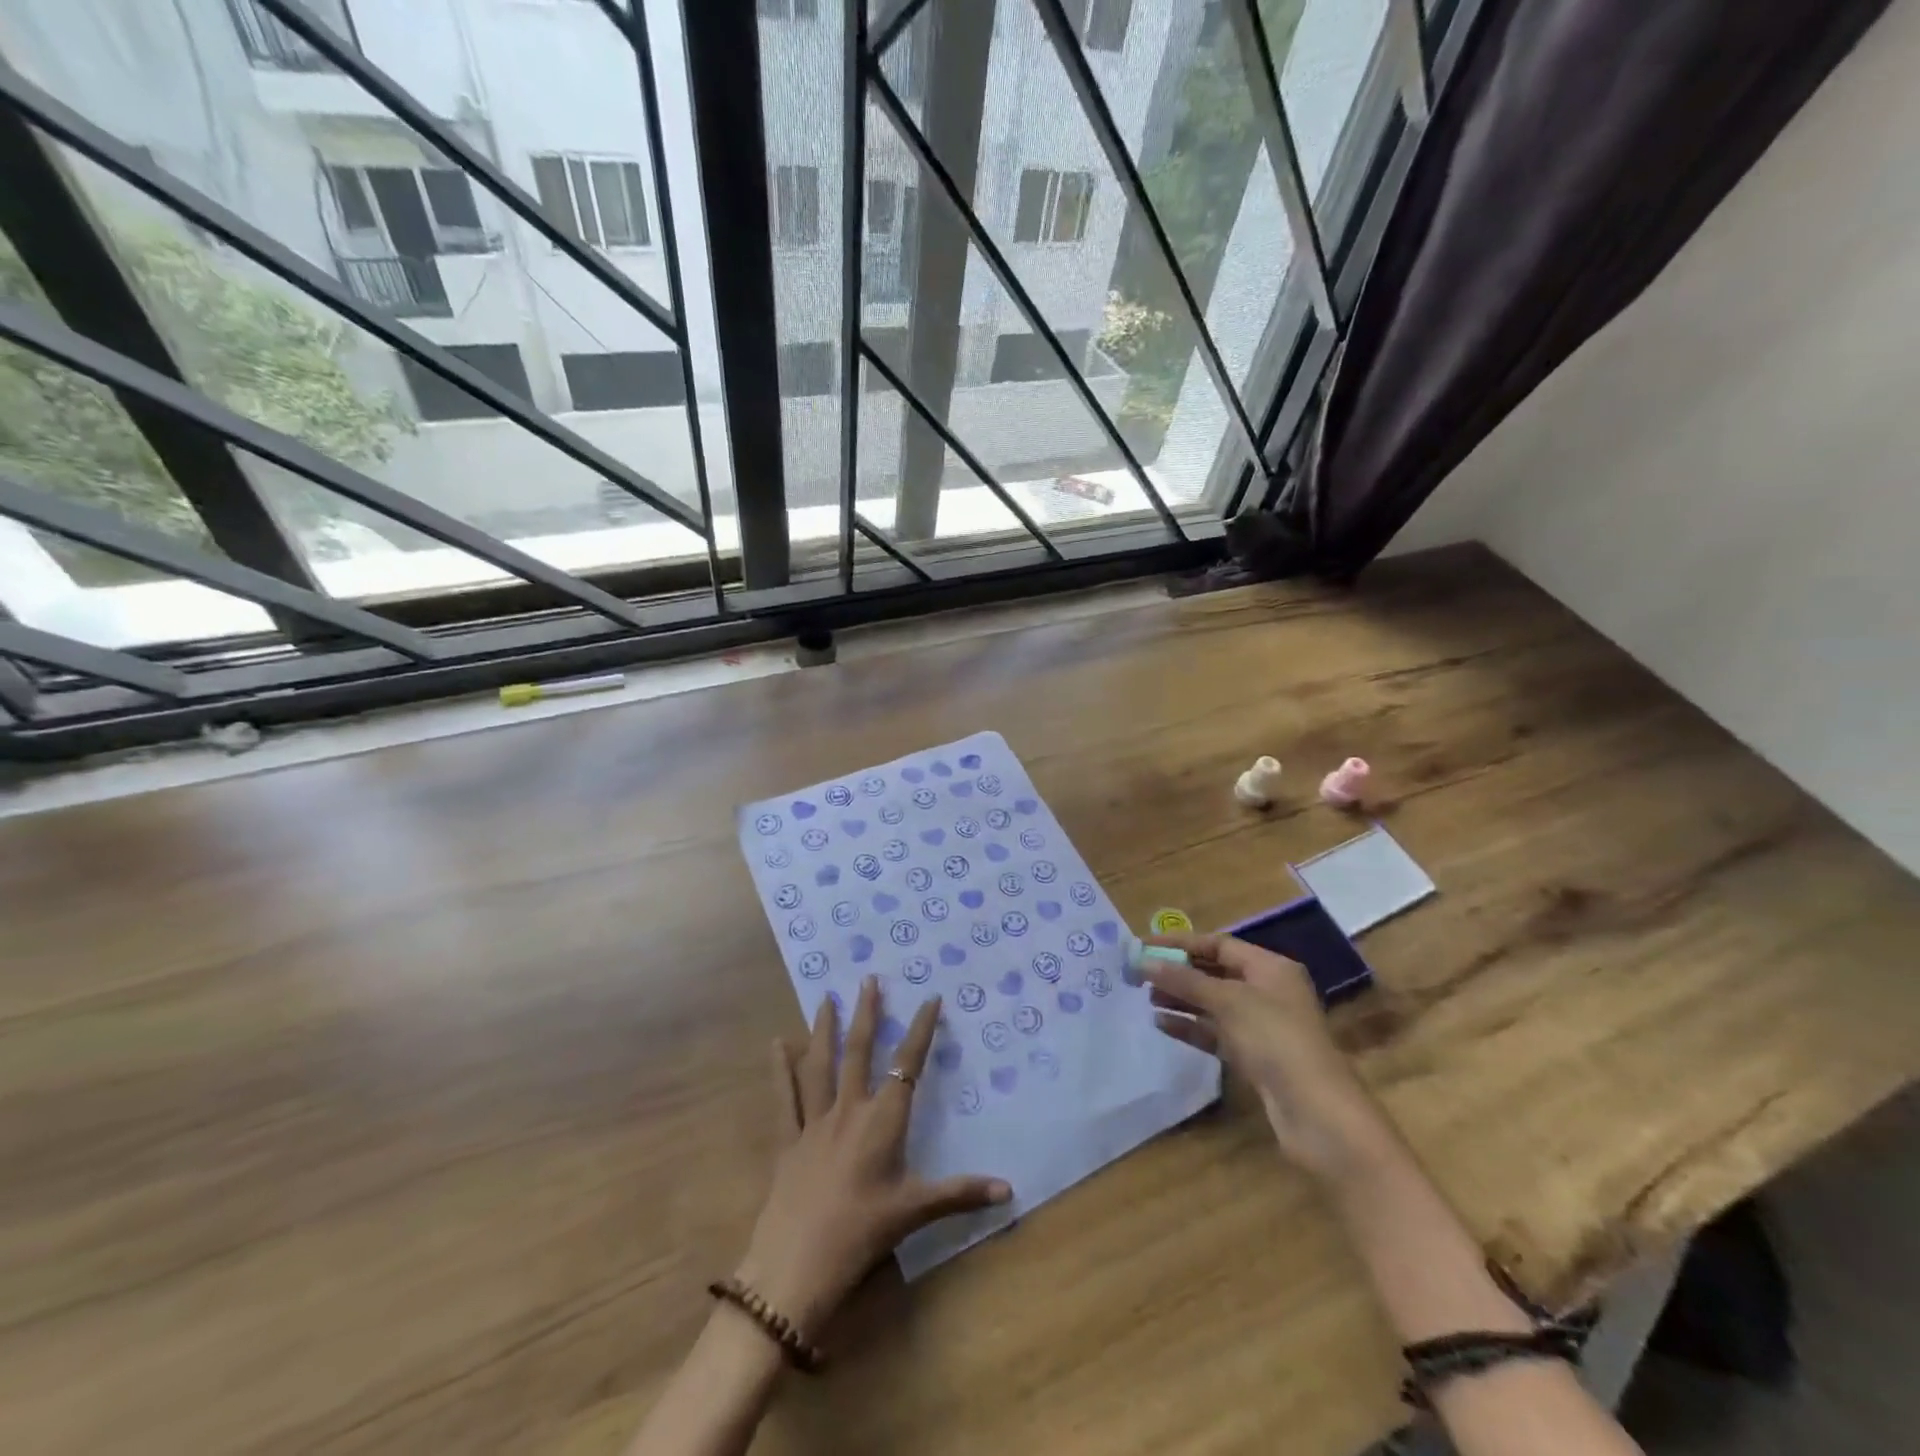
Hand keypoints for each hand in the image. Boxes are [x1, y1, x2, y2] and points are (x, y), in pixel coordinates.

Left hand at [735, 977, 1010, 1333]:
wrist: (794, 1269)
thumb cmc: (860, 1236)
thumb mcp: (914, 1213)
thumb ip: (960, 1194)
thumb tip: (1009, 1189)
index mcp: (882, 1122)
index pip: (908, 1065)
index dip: (921, 1030)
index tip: (930, 998)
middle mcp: (848, 1110)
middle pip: (859, 1052)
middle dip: (866, 1014)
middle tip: (869, 979)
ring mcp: (814, 1123)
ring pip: (820, 1065)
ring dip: (824, 1029)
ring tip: (826, 997)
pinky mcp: (787, 1141)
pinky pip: (785, 1098)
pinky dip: (780, 1069)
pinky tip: (777, 1043)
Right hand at [1140, 932, 1397, 1183]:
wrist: (1317, 1114)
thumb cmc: (1275, 1040)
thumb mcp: (1228, 1001)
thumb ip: (1184, 980)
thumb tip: (1144, 961)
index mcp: (1270, 968)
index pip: (1219, 943)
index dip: (1180, 943)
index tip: (1142, 946)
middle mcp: (1267, 991)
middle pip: (1215, 972)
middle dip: (1178, 971)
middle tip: (1139, 974)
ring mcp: (1262, 1026)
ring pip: (1213, 1004)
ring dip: (1181, 999)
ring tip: (1145, 998)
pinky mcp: (1255, 1057)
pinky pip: (1216, 1033)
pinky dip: (1191, 1027)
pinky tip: (1162, 1025)